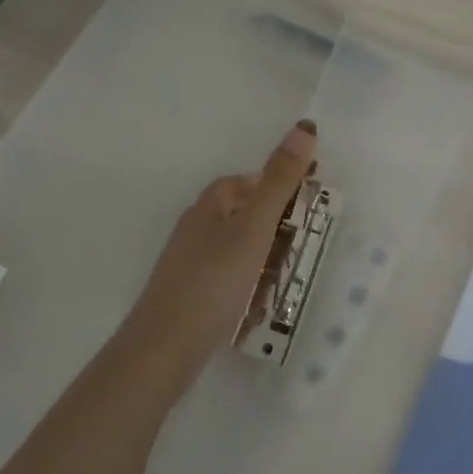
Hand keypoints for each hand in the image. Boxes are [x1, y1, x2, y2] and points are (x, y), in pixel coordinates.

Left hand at [119, 120, 318, 372]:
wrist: (165, 346)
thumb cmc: (214, 281)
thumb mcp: (254, 228)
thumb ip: (279, 182)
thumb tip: (304, 127)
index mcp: (208, 207)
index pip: (244, 182)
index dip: (275, 186)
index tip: (307, 203)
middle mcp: (194, 229)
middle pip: (241, 216)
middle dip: (273, 228)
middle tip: (303, 247)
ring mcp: (189, 264)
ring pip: (236, 251)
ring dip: (263, 260)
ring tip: (286, 280)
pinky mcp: (189, 294)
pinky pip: (227, 280)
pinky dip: (247, 286)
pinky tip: (258, 306)